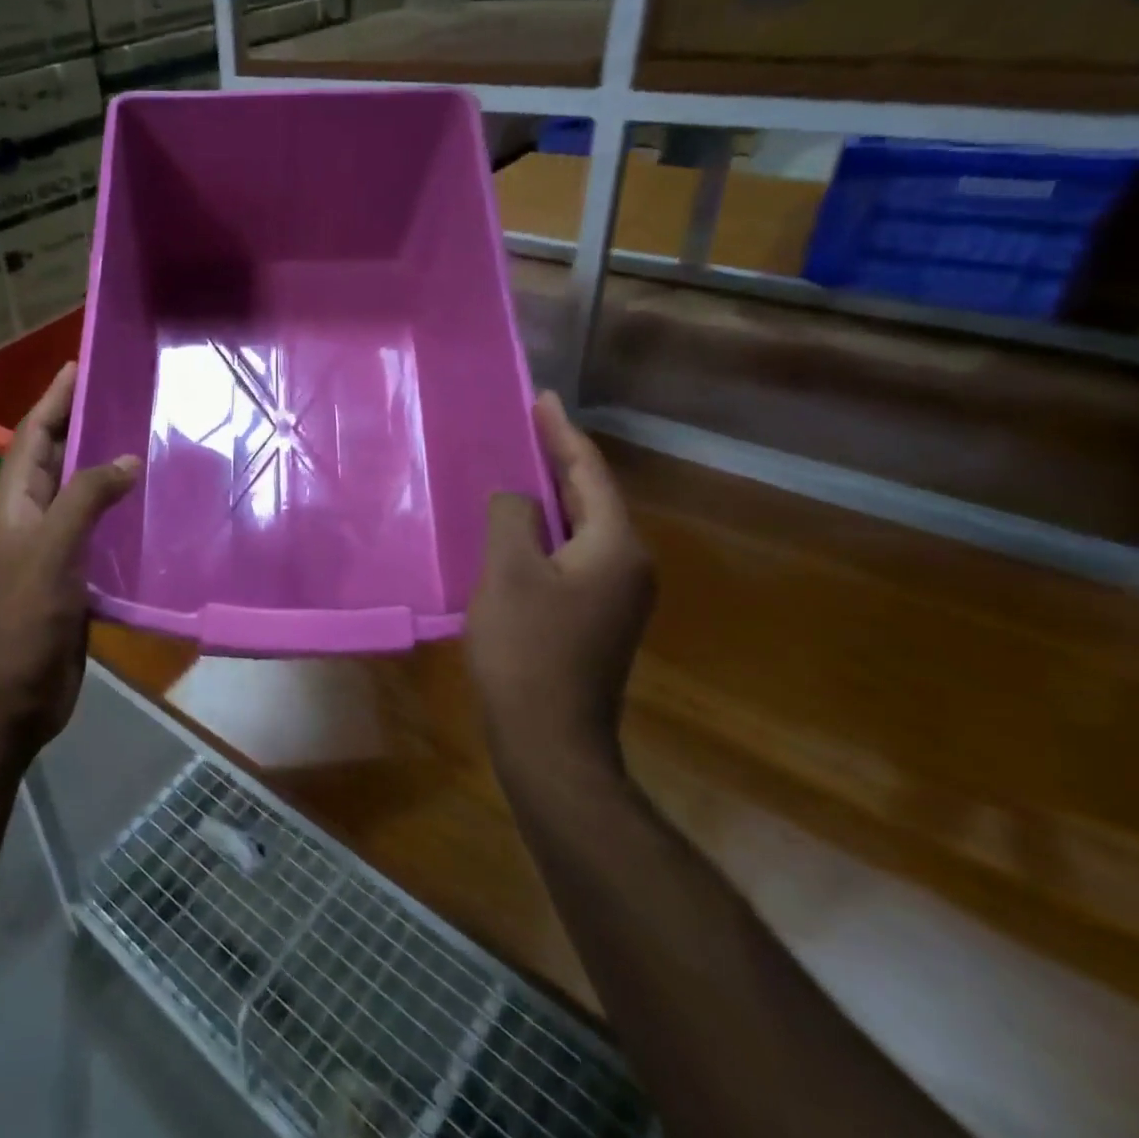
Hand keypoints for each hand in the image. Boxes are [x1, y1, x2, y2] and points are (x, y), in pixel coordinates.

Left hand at [0, 362, 138, 756]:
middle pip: (57, 456)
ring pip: (80, 492)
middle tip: (125, 393)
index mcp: (15, 501)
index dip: (55, 398)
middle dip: (82, 422)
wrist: (14, 696)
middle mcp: (31, 516)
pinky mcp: (75, 574)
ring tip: (145, 437)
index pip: (34, 434)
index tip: (81, 363)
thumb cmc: (24, 618)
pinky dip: (118, 509)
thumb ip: (86, 498)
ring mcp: (52, 547)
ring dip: (104, 464)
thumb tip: (126, 458)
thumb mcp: (52, 549)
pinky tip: (150, 504)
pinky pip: (97, 528)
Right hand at [466, 392, 655, 801]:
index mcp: (616, 546)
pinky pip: (573, 554)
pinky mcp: (597, 617)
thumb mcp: (508, 572)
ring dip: (552, 496)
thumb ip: (512, 517)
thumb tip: (518, 500)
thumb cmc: (527, 650)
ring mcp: (617, 595)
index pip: (590, 472)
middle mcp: (630, 564)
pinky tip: (519, 530)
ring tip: (519, 468)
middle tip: (527, 426)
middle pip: (592, 497)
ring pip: (582, 528)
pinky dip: (548, 531)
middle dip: (559, 459)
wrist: (550, 740)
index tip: (542, 397)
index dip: (562, 432)